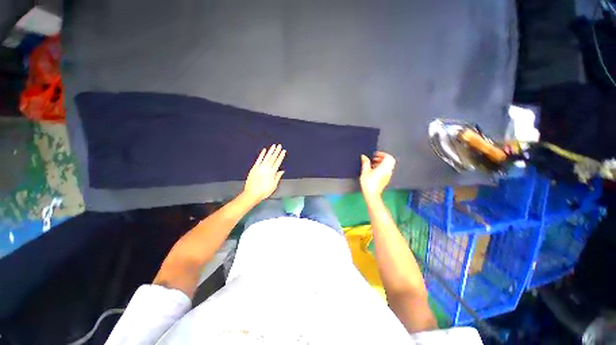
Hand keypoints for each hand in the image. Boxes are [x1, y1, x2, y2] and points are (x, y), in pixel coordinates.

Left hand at [243, 144, 285, 202]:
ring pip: (266, 157)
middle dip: (276, 151)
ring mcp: (260, 167)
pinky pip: (258, 159)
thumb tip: (282, 171)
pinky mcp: (254, 168)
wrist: (252, 193)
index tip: (283, 151)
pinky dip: (261, 155)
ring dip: (270, 151)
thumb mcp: (274, 185)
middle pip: (273, 158)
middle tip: (279, 145)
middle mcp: (267, 168)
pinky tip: (264, 150)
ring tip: (273, 146)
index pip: (278, 162)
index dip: (281, 156)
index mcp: (272, 172)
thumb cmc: (264, 191)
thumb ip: (278, 177)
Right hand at [360, 151, 395, 197]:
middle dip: (382, 158)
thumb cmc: (368, 182)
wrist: (372, 194)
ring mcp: (388, 175)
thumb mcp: (365, 171)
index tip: (375, 155)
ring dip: (382, 163)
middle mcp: (388, 171)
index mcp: (384, 167)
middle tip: (374, 158)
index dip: (382, 154)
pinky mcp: (386, 179)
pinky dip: (382, 168)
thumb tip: (364, 156)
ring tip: (372, 164)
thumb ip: (365, 162)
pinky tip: (373, 170)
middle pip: (390, 161)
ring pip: (388, 166)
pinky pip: (386, 170)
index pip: (389, 157)